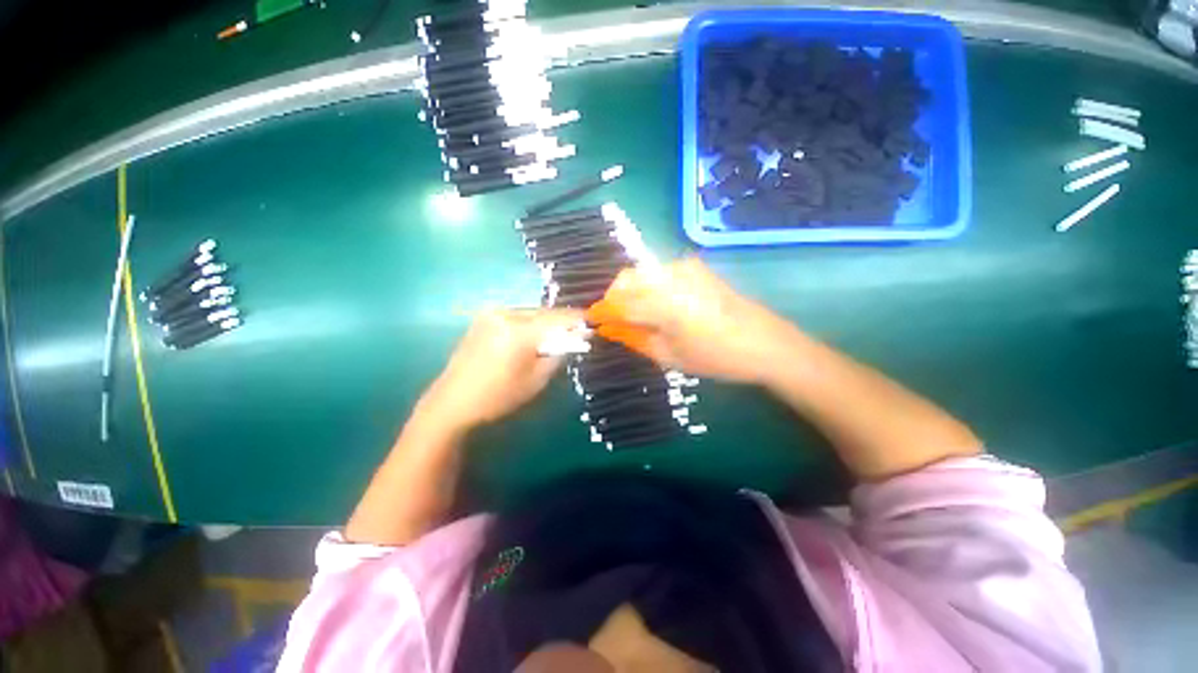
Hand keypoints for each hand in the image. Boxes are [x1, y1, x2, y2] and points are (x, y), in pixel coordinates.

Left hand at [418, 308, 583, 432]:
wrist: (452, 402)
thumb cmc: (498, 396)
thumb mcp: (536, 381)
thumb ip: (558, 355)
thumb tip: (574, 339)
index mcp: (519, 331)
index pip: (558, 318)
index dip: (578, 319)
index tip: (592, 321)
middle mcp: (506, 314)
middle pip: (544, 312)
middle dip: (562, 321)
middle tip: (576, 331)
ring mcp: (492, 314)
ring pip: (531, 313)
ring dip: (546, 322)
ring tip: (555, 335)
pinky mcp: (483, 318)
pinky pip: (517, 316)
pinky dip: (530, 323)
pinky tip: (533, 336)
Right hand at [586, 259, 786, 383]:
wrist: (765, 343)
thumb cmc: (716, 357)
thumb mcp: (669, 356)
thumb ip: (634, 338)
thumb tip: (609, 328)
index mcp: (664, 302)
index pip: (620, 302)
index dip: (602, 311)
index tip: (592, 320)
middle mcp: (671, 276)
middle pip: (626, 278)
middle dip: (614, 298)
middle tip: (615, 320)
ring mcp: (685, 268)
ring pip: (642, 272)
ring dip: (630, 291)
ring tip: (636, 315)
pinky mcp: (695, 267)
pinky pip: (659, 272)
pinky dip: (648, 286)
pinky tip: (656, 305)